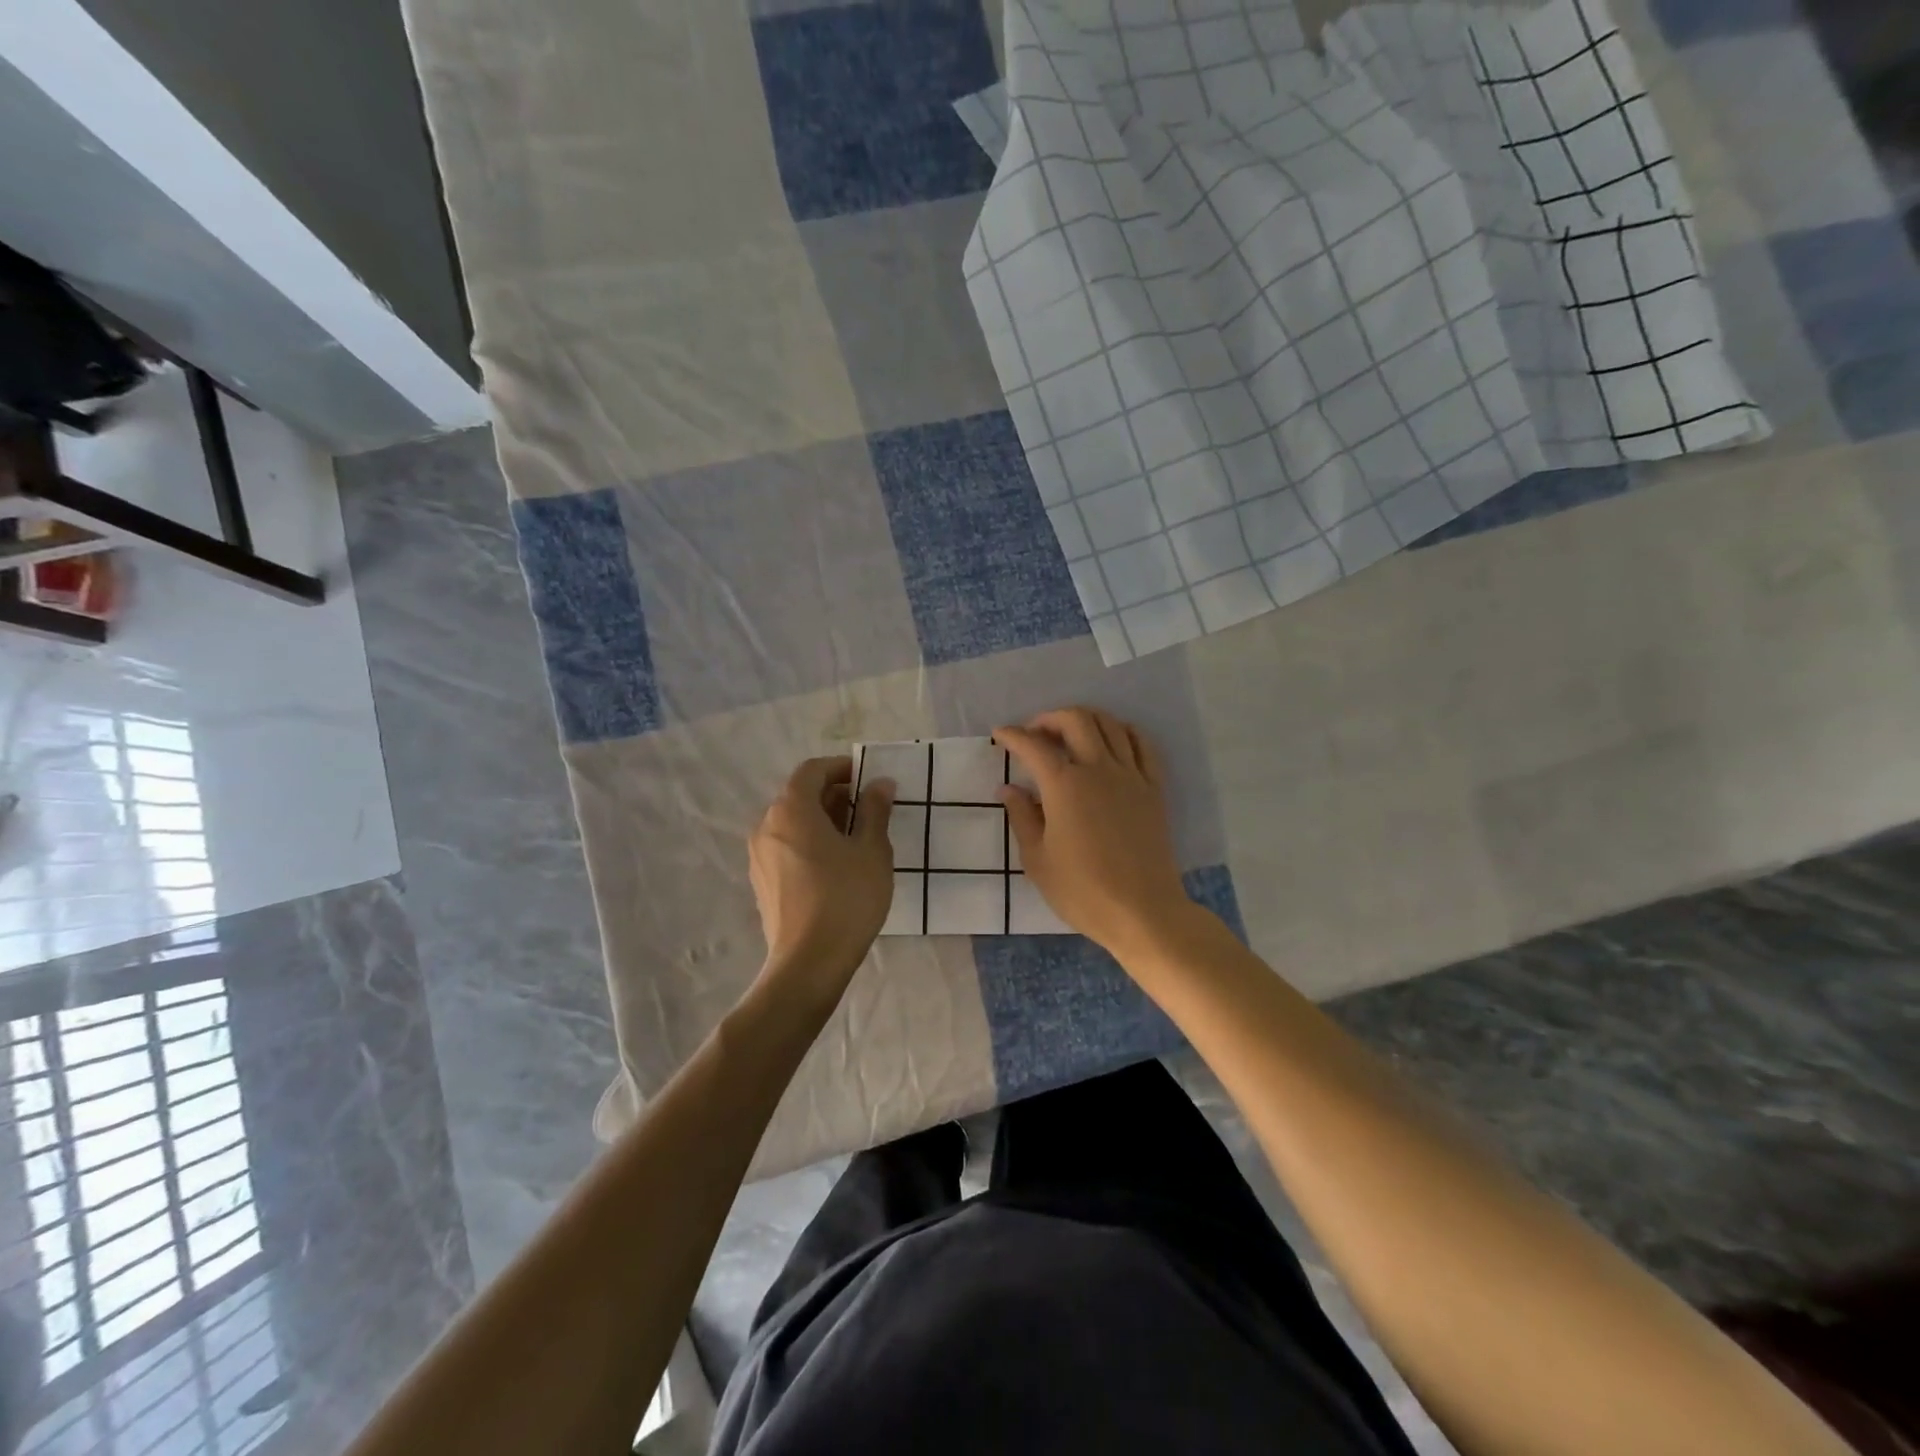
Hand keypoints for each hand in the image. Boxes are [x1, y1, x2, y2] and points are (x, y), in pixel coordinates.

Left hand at [748, 756, 895, 996]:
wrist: (809, 963)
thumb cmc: (846, 898)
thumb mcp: (872, 850)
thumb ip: (875, 810)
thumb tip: (880, 783)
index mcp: (791, 809)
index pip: (812, 770)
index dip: (841, 767)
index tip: (867, 777)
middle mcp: (767, 825)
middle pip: (799, 795)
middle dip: (834, 794)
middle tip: (868, 807)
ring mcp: (759, 855)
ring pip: (792, 822)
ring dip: (822, 819)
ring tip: (856, 837)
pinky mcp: (761, 880)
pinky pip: (786, 846)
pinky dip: (809, 841)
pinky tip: (835, 864)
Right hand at [994, 708, 1191, 955]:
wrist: (1143, 912)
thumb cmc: (1082, 891)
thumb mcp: (1037, 859)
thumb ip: (1022, 817)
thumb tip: (1008, 789)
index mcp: (1064, 786)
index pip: (1033, 746)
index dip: (1012, 735)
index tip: (999, 735)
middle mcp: (1098, 769)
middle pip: (1076, 720)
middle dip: (1049, 718)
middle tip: (1034, 734)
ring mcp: (1131, 776)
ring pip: (1110, 724)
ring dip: (1085, 719)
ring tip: (1070, 735)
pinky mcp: (1154, 788)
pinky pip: (1142, 745)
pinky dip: (1123, 732)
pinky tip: (1112, 741)